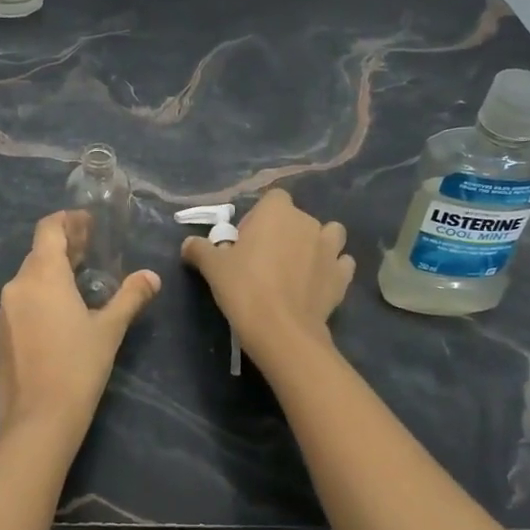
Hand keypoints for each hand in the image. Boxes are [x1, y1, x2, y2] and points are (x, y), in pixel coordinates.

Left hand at [0, 211, 160, 445]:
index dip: (68, 221)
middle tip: (92, 251)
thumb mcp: (109, 329)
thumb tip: (152, 277)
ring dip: (53, 272)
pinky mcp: (0, 334)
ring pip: (29, 278)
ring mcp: (4, 311)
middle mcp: (17, 286)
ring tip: (80, 282)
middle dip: (65, 247)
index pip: (48, 229)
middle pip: (39, 252)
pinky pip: (21, 301)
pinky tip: (60, 314)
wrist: (38, 420)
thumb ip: (130, 297)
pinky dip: (40, 296)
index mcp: (42, 276)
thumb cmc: (78, 367)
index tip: (89, 224)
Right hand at [180, 188, 353, 356]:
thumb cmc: (244, 288)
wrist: (281, 330)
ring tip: (298, 267)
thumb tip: (188, 244)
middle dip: (284, 233)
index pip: (273, 199)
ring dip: (316, 245)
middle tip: (264, 261)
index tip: (245, 242)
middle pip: (297, 218)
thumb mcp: (212, 267)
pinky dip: (332, 270)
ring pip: (329, 235)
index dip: (259, 218)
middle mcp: (308, 222)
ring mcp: (330, 249)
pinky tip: (317, 284)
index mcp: (277, 211)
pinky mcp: (342, 276)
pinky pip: (341, 264)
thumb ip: (200, 249)